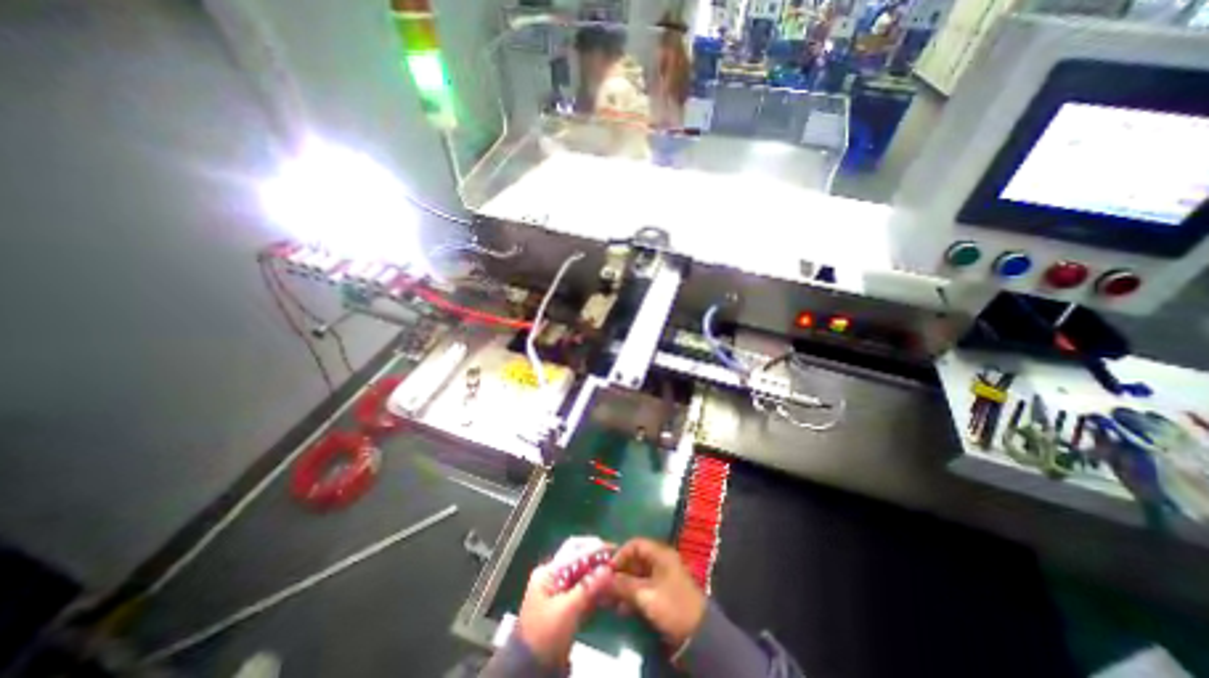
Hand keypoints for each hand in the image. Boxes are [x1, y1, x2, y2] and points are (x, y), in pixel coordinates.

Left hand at [517, 557, 614, 666]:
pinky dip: (594, 589)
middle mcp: (553, 576)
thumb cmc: (545, 635)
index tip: (614, 549)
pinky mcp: (564, 606)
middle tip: (616, 560)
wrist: (529, 672)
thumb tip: (608, 568)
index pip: (574, 550)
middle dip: (596, 560)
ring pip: (582, 575)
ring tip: (615, 574)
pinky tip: (607, 591)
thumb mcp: (567, 610)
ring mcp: (558, 591)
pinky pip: (582, 590)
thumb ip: (588, 587)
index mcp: (548, 572)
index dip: (594, 548)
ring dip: (597, 574)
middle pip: (578, 560)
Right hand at [614, 540, 711, 646]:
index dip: (620, 555)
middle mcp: (661, 561)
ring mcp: (662, 577)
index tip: (607, 570)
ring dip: (623, 586)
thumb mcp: (645, 595)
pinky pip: (643, 587)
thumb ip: (623, 585)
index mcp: (660, 554)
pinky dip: (632, 595)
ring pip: (637, 575)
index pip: (635, 544)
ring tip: (610, 600)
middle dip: (619, 573)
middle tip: (605, 587)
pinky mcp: (662, 592)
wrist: (698, 635)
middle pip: (635, 560)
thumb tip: (601, 578)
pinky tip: (621, 609)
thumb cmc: (671, 606)